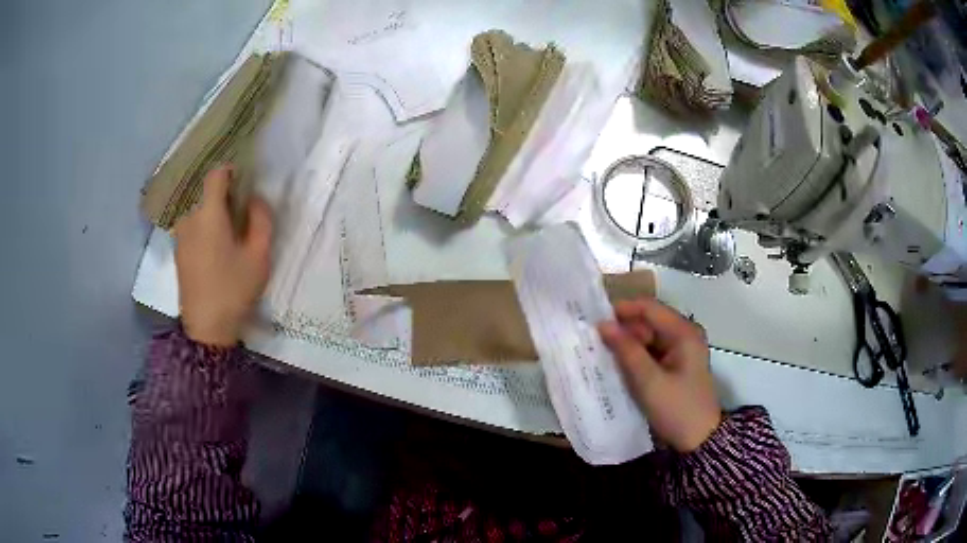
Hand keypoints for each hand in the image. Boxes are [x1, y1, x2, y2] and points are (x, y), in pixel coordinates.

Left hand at [173, 165, 271, 346]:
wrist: (206, 327)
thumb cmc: (234, 289)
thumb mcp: (259, 256)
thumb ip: (261, 219)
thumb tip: (255, 199)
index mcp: (208, 213)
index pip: (216, 174)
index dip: (231, 170)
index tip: (244, 181)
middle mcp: (189, 217)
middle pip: (205, 191)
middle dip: (223, 193)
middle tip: (240, 211)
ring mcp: (180, 234)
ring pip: (197, 208)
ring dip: (212, 210)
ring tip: (228, 231)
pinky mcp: (178, 250)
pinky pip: (191, 224)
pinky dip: (203, 224)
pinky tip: (214, 246)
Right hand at [598, 299, 720, 452]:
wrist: (698, 441)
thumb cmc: (677, 409)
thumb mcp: (649, 381)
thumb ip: (627, 351)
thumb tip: (603, 324)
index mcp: (684, 332)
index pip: (649, 307)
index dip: (622, 310)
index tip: (594, 320)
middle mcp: (683, 335)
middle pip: (648, 321)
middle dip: (622, 329)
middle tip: (593, 341)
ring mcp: (679, 350)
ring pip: (647, 338)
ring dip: (626, 345)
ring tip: (599, 353)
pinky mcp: (674, 365)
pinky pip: (650, 352)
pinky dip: (634, 357)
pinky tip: (616, 365)